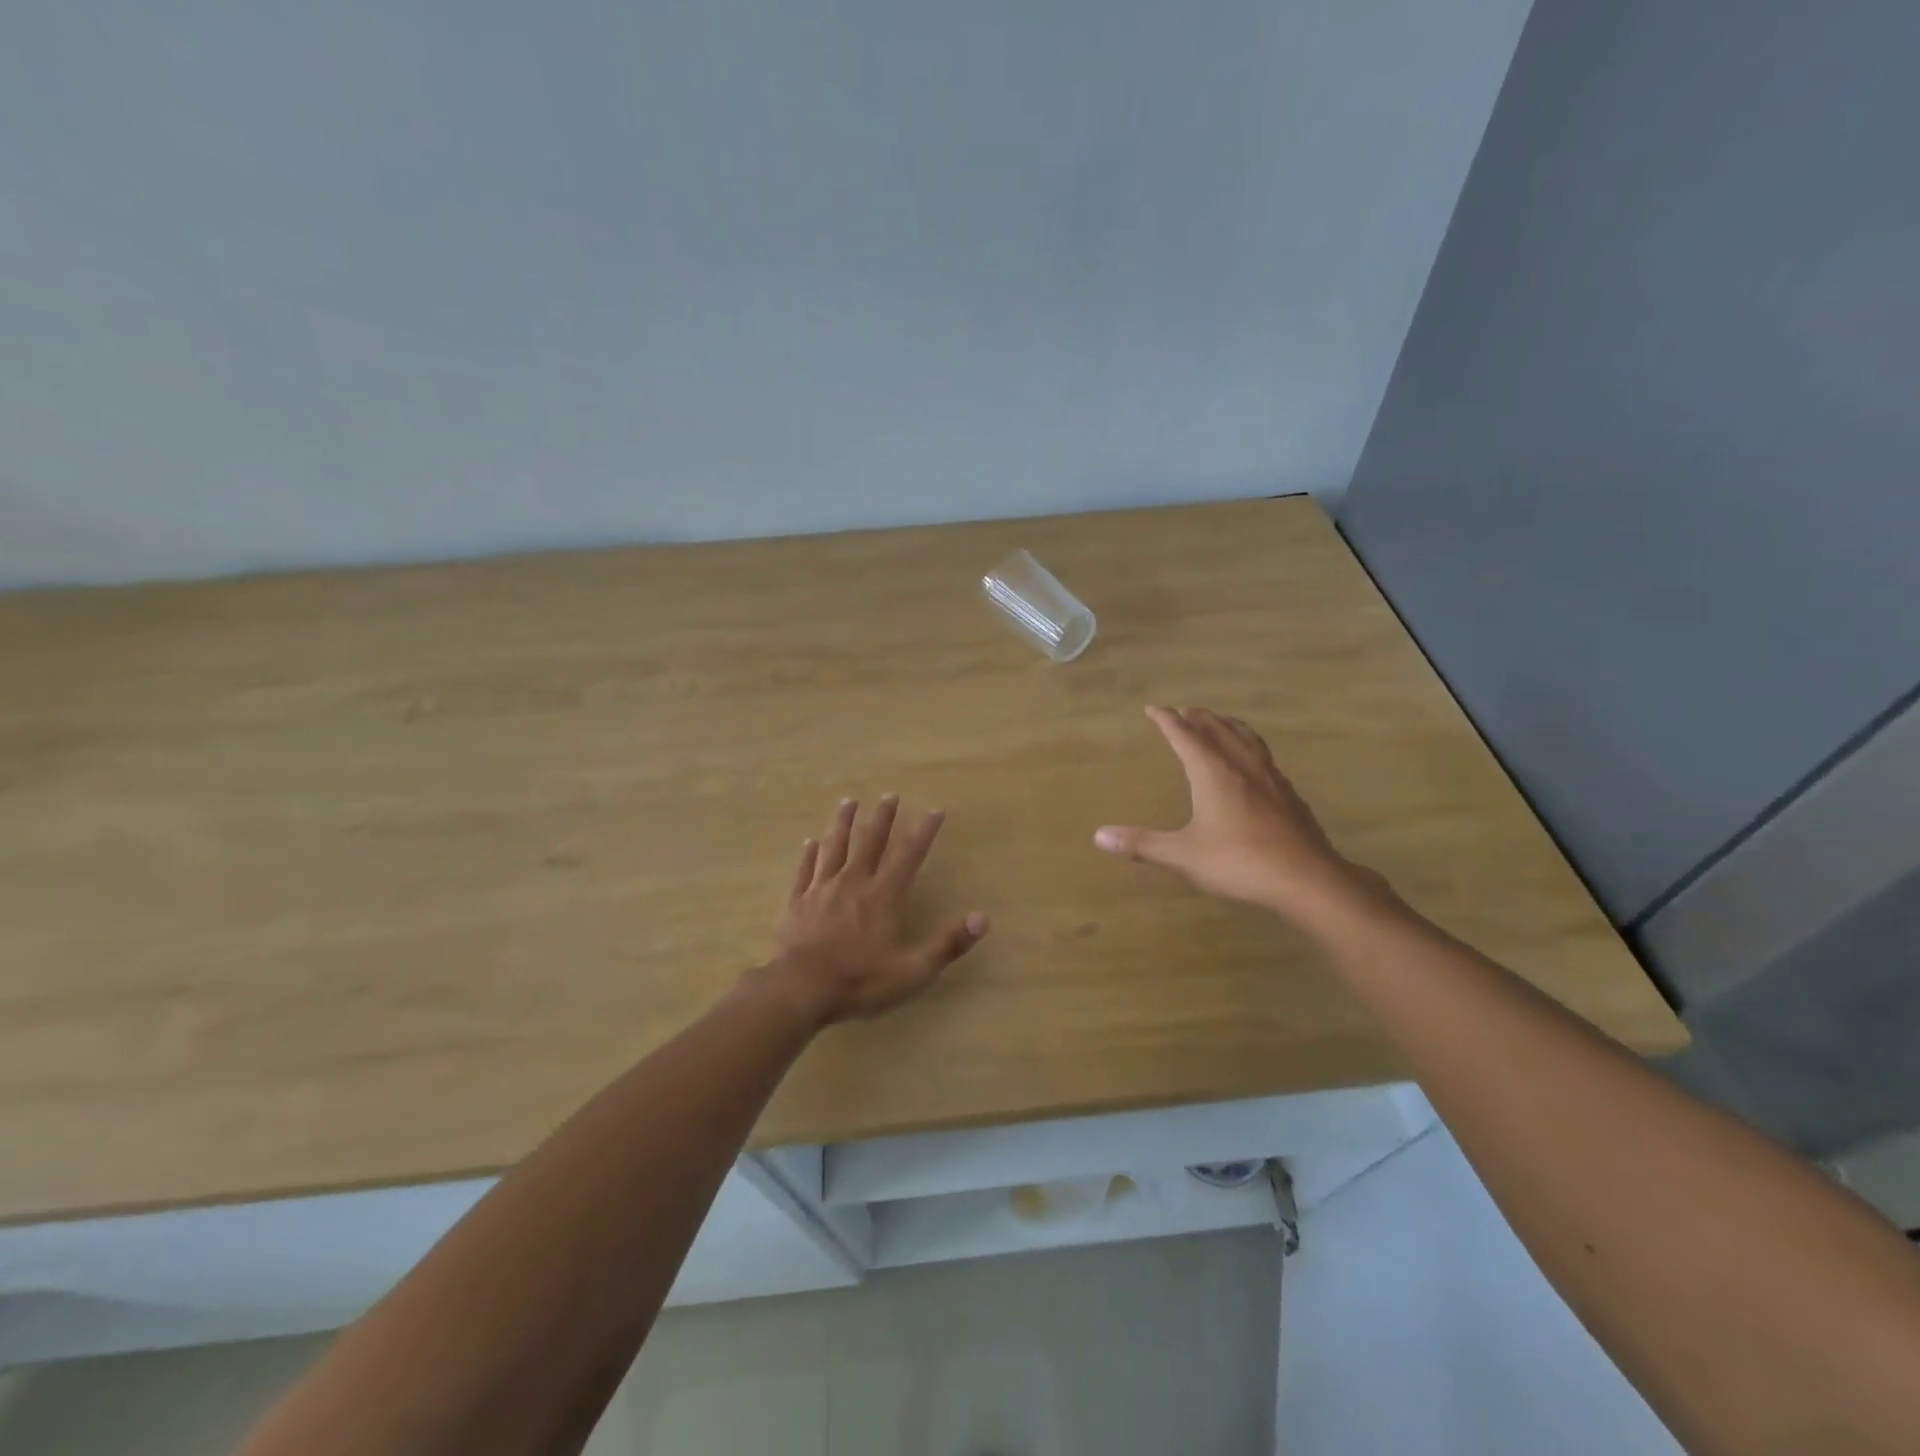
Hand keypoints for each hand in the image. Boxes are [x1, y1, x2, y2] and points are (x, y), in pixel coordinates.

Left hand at [764, 796, 988, 1025]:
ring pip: (834, 847)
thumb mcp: (912, 971)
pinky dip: (808, 855)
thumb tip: (982, 918)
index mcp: (883, 896)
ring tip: (848, 801)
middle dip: (882, 818)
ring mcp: (821, 890)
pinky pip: (804, 870)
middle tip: (889, 795)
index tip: (935, 810)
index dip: (924, 832)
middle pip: (869, 842)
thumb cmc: (859, 981)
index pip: (909, 856)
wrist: (799, 989)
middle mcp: (853, 883)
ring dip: (843, 823)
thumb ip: (947, 944)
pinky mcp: (796, 902)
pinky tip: (809, 842)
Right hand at [1094, 706, 1371, 922]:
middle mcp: (1242, 766)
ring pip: (1246, 738)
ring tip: (1218, 722)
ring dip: (1227, 724)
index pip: (1185, 735)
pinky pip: (1264, 756)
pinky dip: (1249, 746)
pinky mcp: (1289, 794)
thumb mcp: (1183, 856)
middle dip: (1197, 717)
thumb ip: (1142, 844)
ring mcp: (1270, 778)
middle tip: (1182, 711)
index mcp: (1213, 773)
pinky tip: (1253, 764)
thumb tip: (1099, 836)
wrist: (1307, 879)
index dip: (1167, 720)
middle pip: (1218, 729)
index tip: (1153, 709)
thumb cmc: (1239, 862)